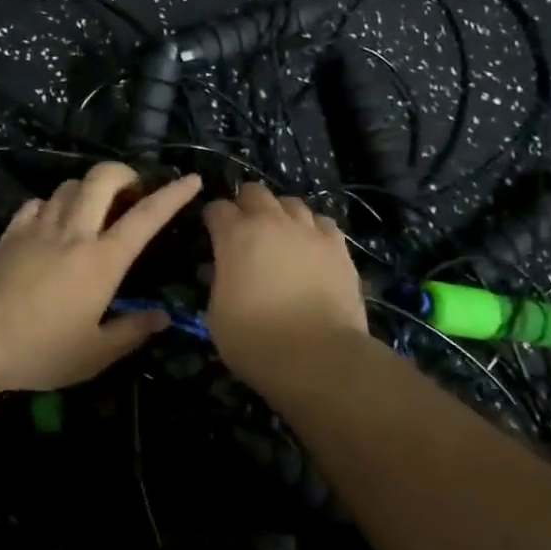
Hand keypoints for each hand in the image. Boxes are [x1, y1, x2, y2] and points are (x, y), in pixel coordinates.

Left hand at [0, 162, 202, 391]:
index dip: (172, 195)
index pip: (146, 217)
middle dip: (125, 173)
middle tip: (133, 191)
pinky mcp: (11, 231)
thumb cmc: (39, 348)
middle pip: (103, 178)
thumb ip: (130, 333)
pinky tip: (51, 221)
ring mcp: (39, 226)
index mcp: (103, 259)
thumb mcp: (92, 354)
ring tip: (94, 209)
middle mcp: (75, 231)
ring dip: (88, 189)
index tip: (191, 180)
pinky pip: (37, 203)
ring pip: (69, 185)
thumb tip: (162, 318)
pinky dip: (52, 205)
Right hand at [203, 184, 369, 372]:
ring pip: (291, 202)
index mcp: (235, 235)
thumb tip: (218, 271)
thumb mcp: (217, 315)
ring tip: (280, 235)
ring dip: (280, 214)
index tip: (212, 233)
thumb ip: (217, 283)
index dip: (212, 219)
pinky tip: (311, 247)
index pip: (217, 208)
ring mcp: (308, 231)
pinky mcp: (338, 247)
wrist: (318, 357)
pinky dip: (312, 229)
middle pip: (254, 192)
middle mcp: (272, 222)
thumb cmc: (256, 340)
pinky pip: (322, 223)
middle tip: (245, 230)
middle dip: (245, 206)